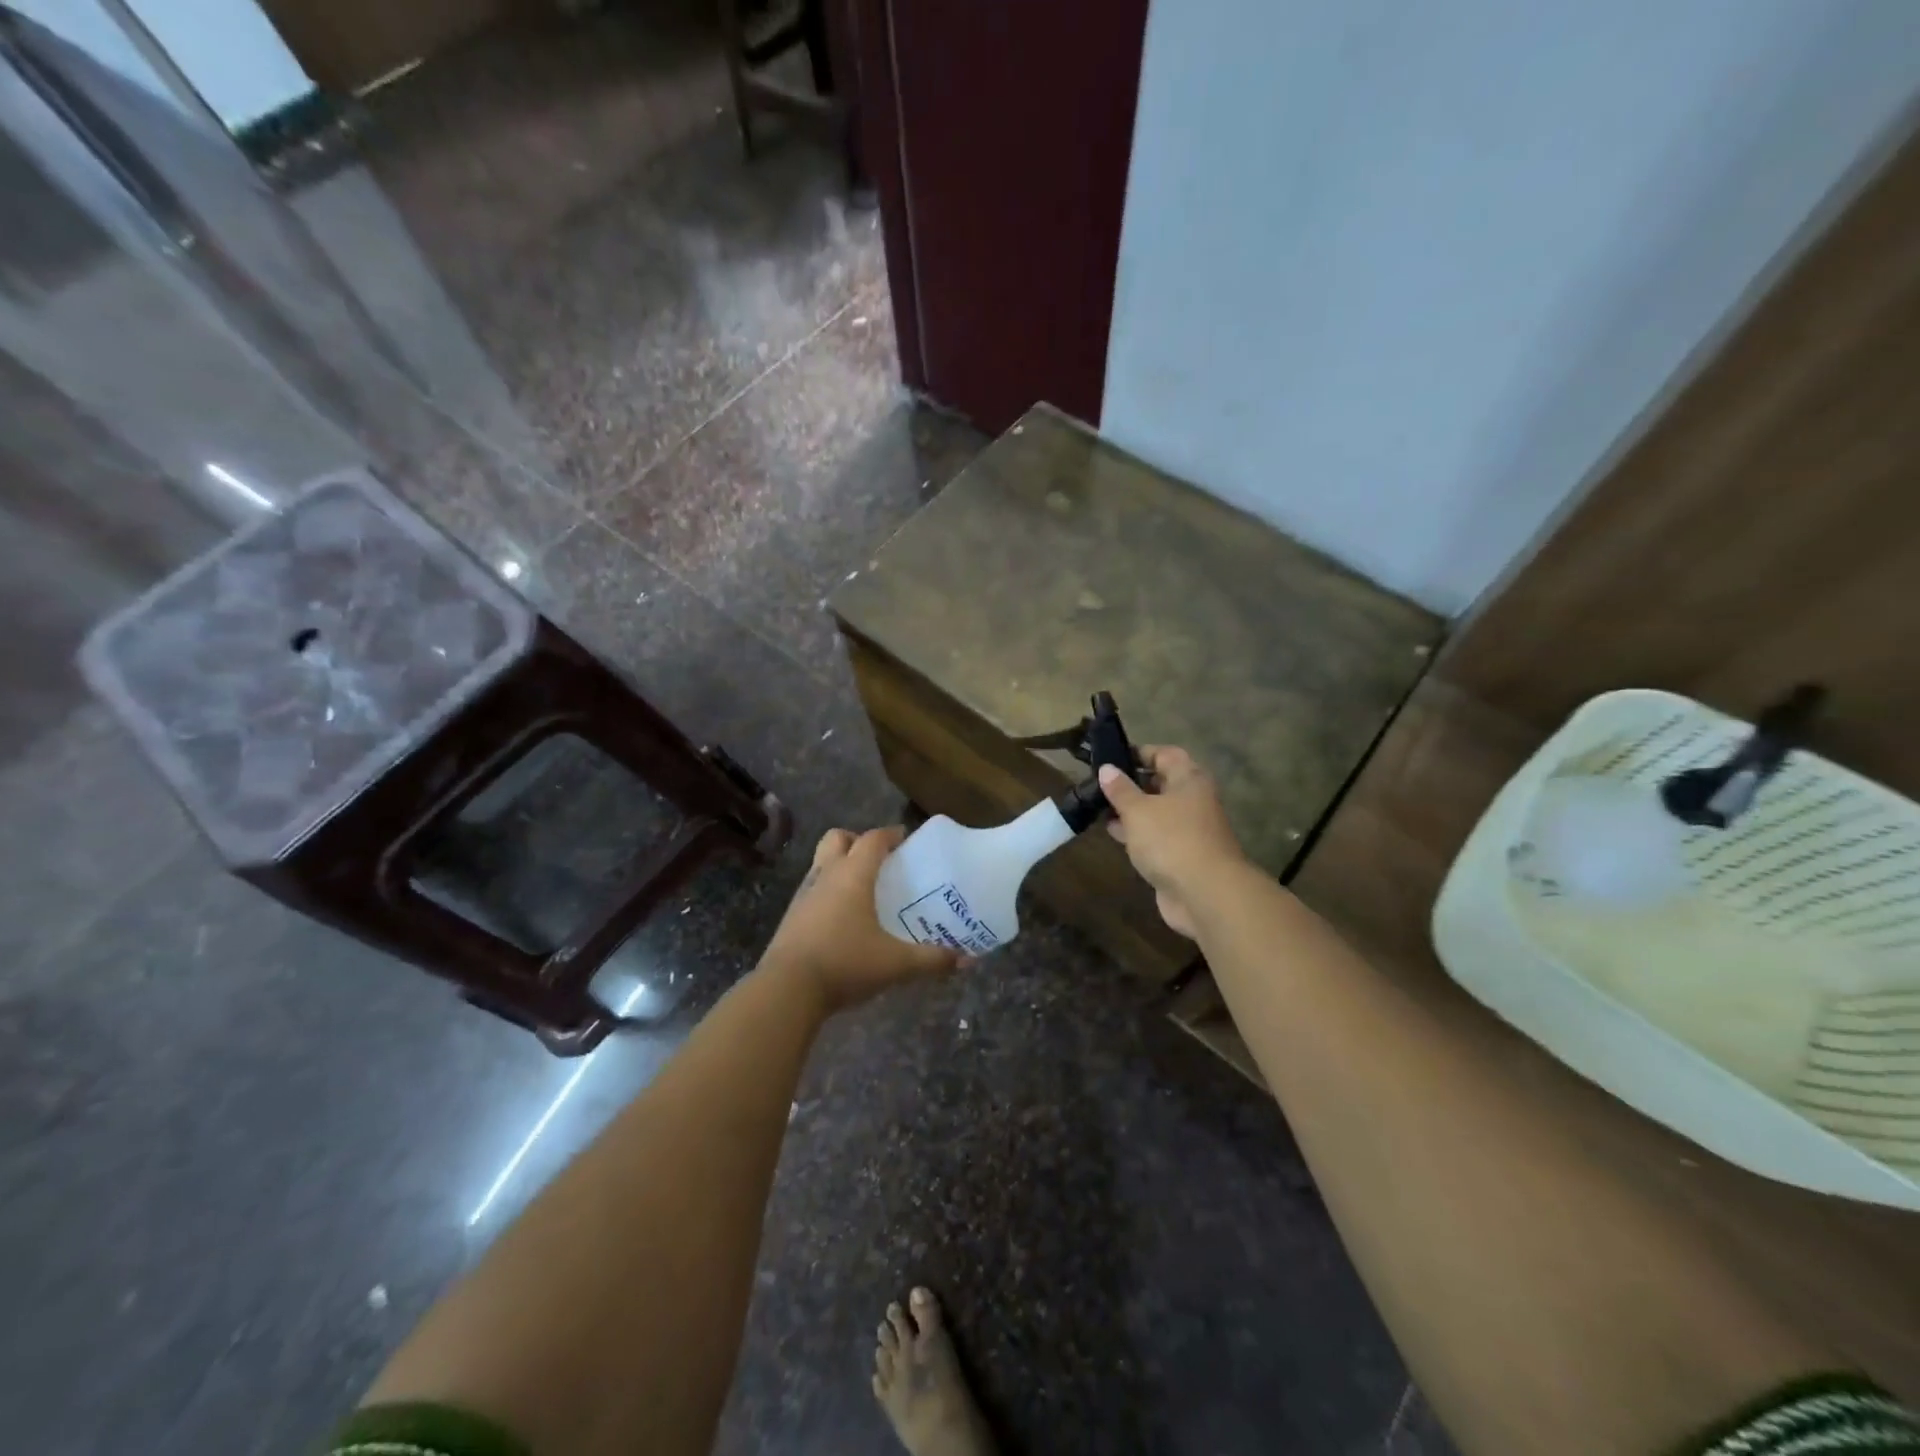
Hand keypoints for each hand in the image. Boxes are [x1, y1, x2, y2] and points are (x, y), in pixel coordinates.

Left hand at [761, 827, 961, 1011]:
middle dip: (857, 841)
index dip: (891, 834)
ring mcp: (804, 895)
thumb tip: (968, 960)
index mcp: (853, 875)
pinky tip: (841, 919)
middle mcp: (826, 875)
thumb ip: (932, 960)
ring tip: (862, 889)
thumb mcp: (896, 964)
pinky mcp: (790, 917)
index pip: (873, 839)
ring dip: (839, 865)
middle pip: (838, 838)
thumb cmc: (845, 963)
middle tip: (879, 860)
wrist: (786, 990)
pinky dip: (827, 892)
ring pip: (821, 863)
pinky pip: (812, 890)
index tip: (906, 839)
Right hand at [1099, 746, 1250, 938]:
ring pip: (1157, 813)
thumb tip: (1107, 769)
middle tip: (1101, 785)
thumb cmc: (1171, 840)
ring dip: (1132, 811)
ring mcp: (1189, 830)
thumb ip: (1120, 790)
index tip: (1112, 758)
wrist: (1205, 894)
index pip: (1165, 754)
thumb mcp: (1138, 810)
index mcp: (1189, 780)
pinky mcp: (1182, 856)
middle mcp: (1193, 801)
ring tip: (1100, 809)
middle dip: (1132, 784)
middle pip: (1162, 783)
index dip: (1140, 753)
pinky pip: (1157, 837)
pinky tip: (1114, 835)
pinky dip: (1137, 834)